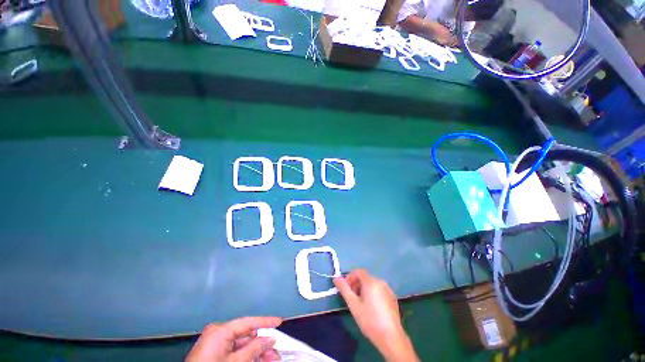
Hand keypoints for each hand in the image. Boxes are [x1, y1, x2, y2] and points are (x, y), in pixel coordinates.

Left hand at [186, 316, 281, 361]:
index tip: (280, 321)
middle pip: (246, 336)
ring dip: (257, 352)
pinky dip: (247, 357)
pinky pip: (235, 352)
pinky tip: (258, 361)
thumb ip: (254, 349)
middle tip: (276, 354)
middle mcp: (218, 334)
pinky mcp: (214, 354)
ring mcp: (215, 344)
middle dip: (262, 345)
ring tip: (271, 360)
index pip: (248, 322)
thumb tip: (270, 338)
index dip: (265, 321)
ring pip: (242, 346)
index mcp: (220, 331)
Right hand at [334, 270, 417, 361]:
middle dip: (356, 284)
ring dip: (363, 289)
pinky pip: (379, 290)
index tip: (345, 289)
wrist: (391, 337)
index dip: (349, 277)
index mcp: (371, 281)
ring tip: (360, 304)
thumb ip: (344, 289)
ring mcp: (388, 289)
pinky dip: (372, 293)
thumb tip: (336, 278)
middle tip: (351, 298)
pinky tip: (371, 308)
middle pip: (365, 277)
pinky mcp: (392, 298)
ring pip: (372, 284)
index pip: (358, 271)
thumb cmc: (369, 320)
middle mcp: (380, 282)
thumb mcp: (353, 304)